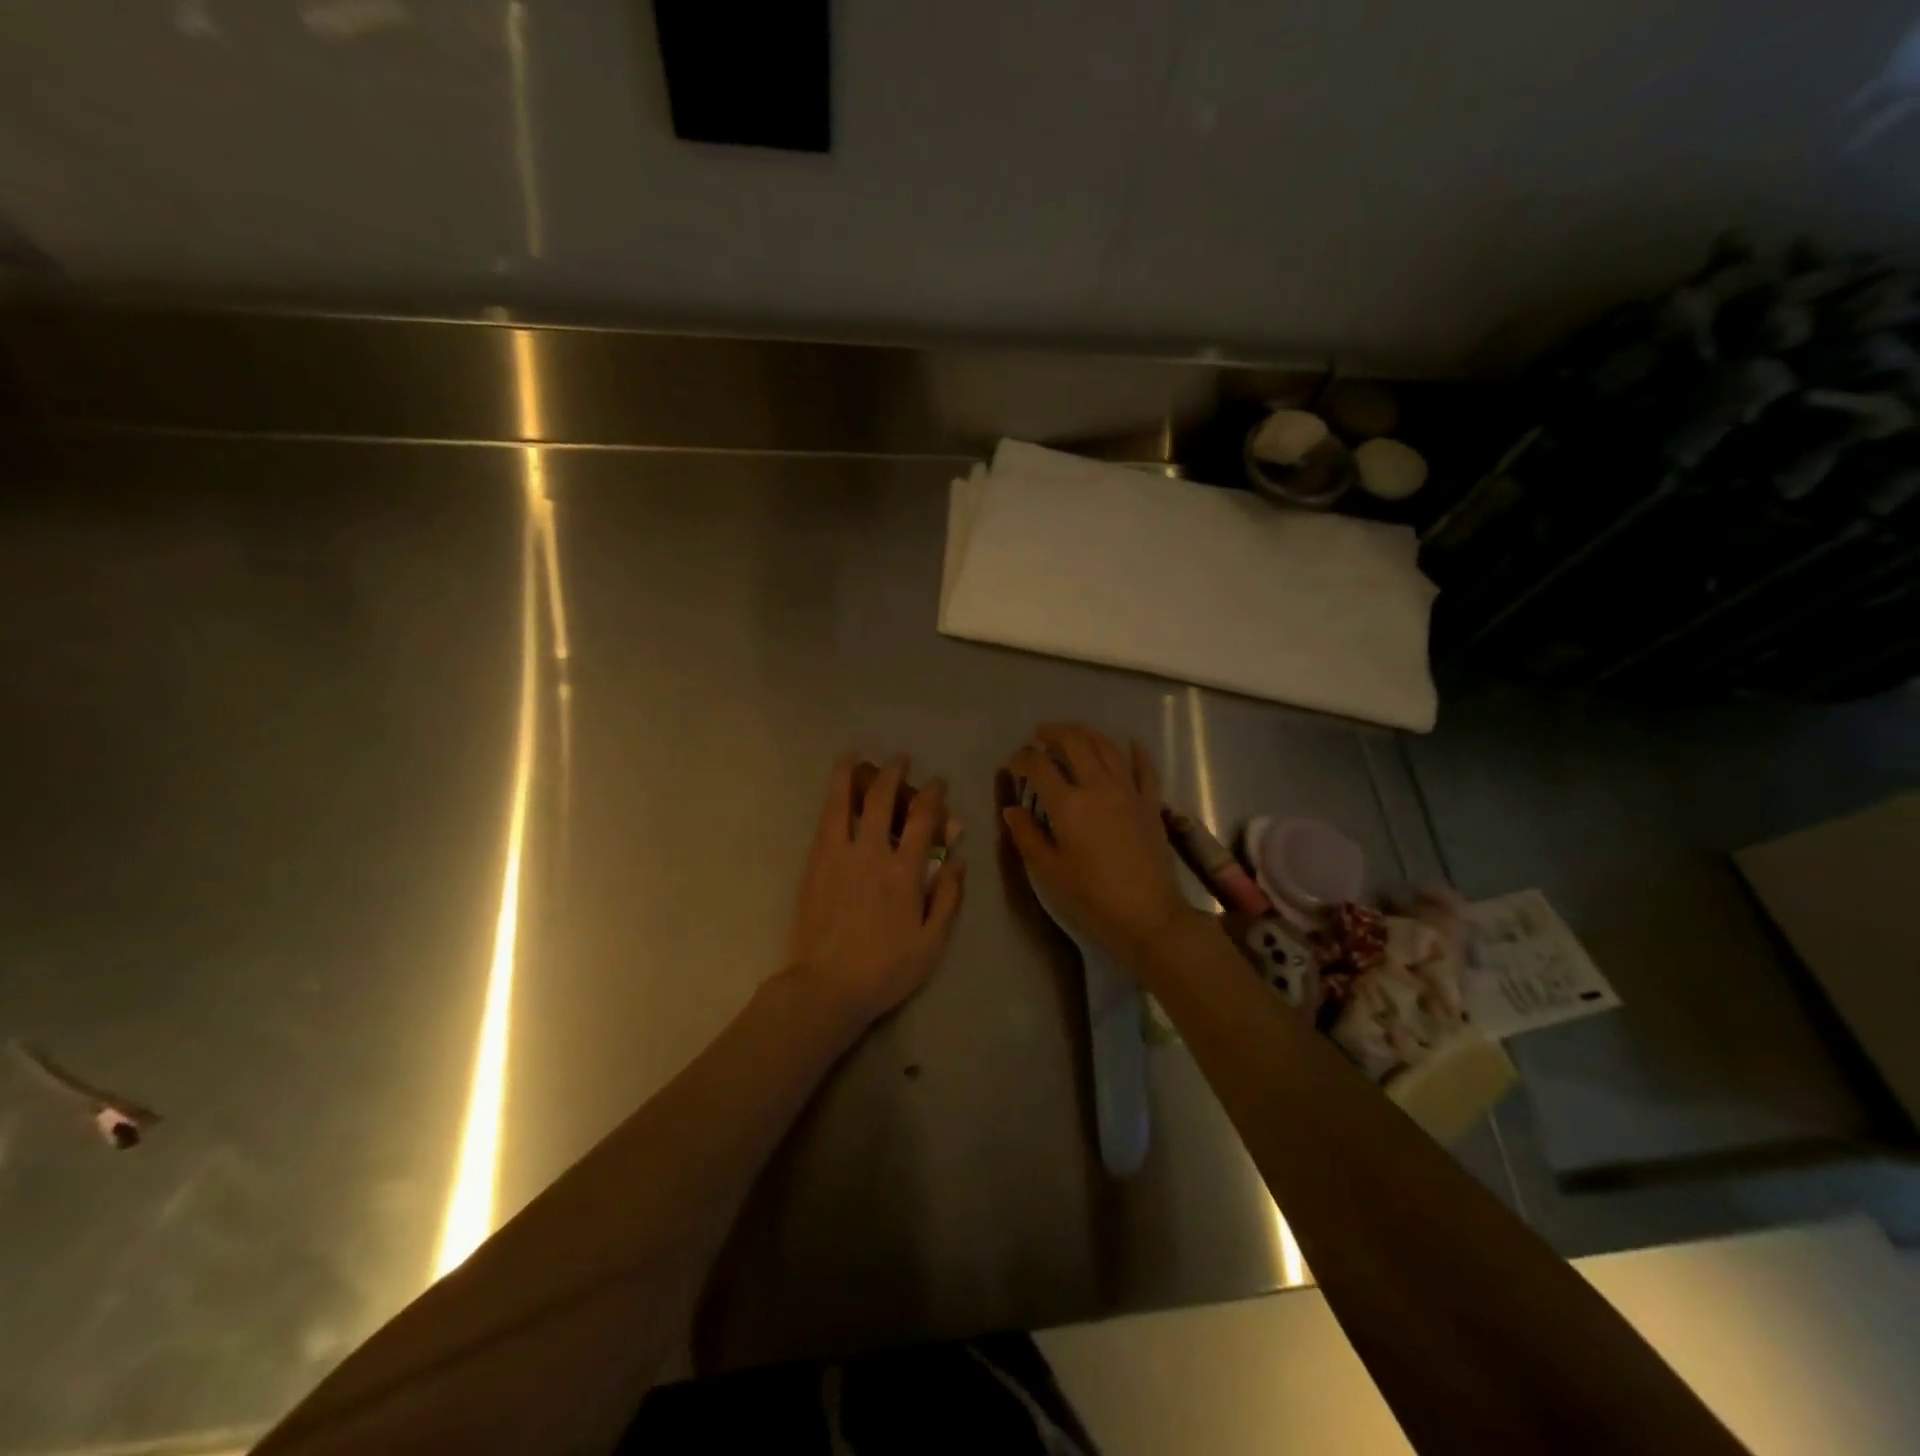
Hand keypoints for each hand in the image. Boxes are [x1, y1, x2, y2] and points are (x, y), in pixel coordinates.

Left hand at [785, 752, 965, 1027]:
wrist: (827, 987)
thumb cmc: (885, 970)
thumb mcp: (932, 943)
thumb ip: (948, 898)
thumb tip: (960, 860)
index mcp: (905, 873)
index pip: (923, 819)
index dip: (933, 795)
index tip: (938, 784)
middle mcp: (872, 854)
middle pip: (883, 800)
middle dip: (894, 773)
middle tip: (900, 760)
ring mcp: (838, 856)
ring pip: (844, 802)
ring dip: (851, 774)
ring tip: (853, 753)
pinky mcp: (814, 864)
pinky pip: (824, 821)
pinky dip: (831, 798)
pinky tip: (834, 788)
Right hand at [1003, 723, 1203, 965]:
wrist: (1149, 915)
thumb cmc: (1092, 897)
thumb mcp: (1049, 871)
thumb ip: (1027, 835)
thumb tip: (1011, 809)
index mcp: (1068, 805)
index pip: (1039, 766)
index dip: (1022, 758)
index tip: (1013, 764)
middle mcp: (1098, 787)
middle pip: (1075, 743)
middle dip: (1054, 733)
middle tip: (1040, 735)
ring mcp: (1129, 791)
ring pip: (1107, 747)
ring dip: (1087, 733)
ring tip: (1073, 732)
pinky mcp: (1151, 802)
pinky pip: (1145, 767)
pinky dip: (1136, 751)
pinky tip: (1129, 744)